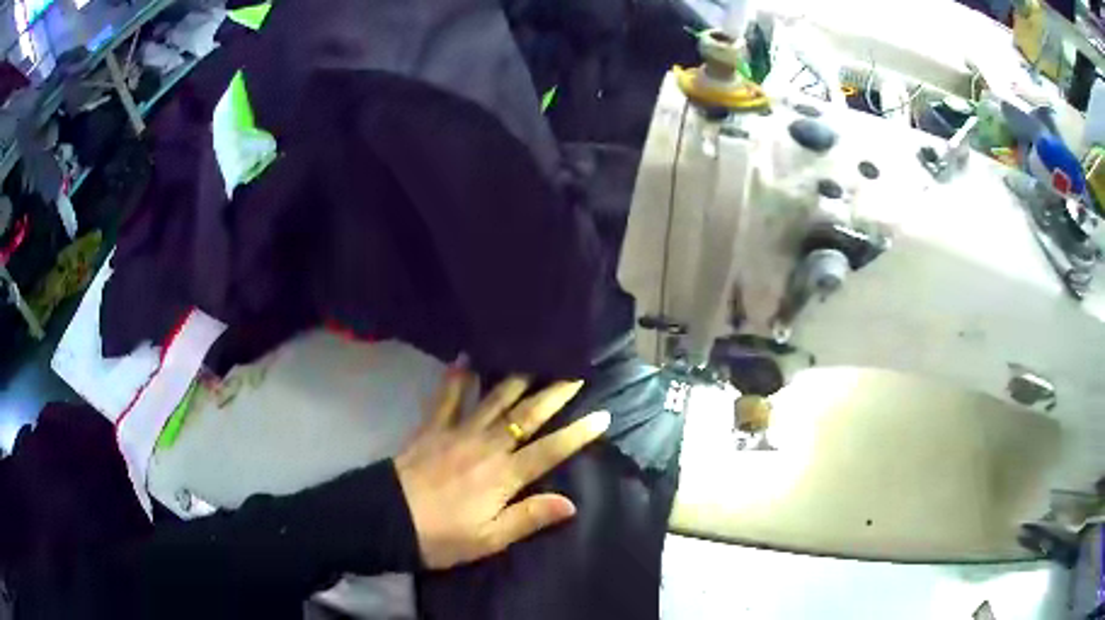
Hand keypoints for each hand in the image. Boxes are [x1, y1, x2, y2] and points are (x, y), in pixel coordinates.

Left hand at [394, 368, 609, 569]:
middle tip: (575, 374)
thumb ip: (529, 518)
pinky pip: (448, 397)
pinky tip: (466, 358)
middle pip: (527, 416)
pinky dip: (458, 377)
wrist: (387, 519)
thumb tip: (571, 503)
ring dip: (517, 379)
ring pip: (494, 399)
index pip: (550, 451)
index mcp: (504, 476)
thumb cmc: (441, 536)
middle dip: (554, 394)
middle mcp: (487, 446)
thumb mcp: (489, 539)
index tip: (602, 416)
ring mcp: (458, 432)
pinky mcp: (433, 428)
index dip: (578, 434)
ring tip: (535, 359)